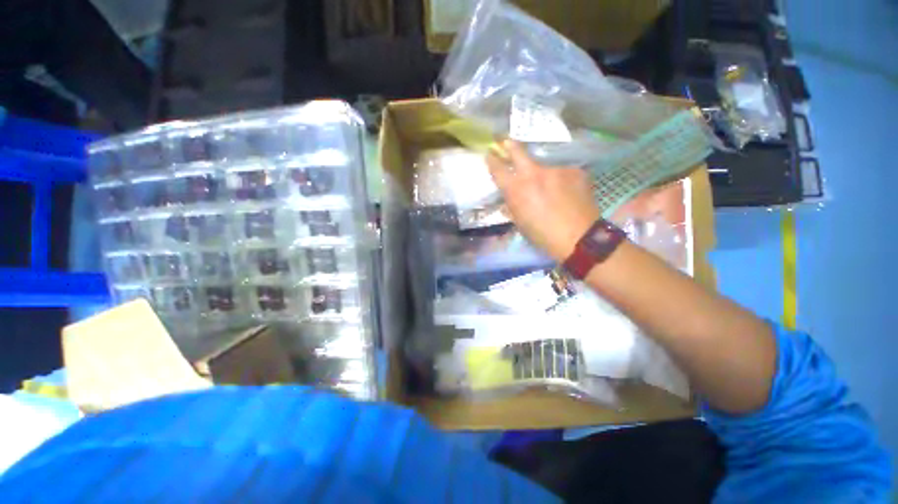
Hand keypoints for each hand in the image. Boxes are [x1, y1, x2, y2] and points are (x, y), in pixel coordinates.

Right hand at [486, 140, 600, 261]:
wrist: (579, 237)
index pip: (498, 169)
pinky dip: (562, 180)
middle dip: (509, 146)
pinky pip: (563, 172)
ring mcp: (555, 169)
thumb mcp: (520, 222)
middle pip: (517, 151)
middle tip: (506, 142)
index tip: (489, 154)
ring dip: (543, 174)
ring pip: (544, 166)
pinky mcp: (574, 170)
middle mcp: (533, 173)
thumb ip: (512, 205)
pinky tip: (568, 192)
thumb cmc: (543, 235)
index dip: (492, 160)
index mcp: (516, 189)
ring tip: (552, 188)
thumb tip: (509, 196)